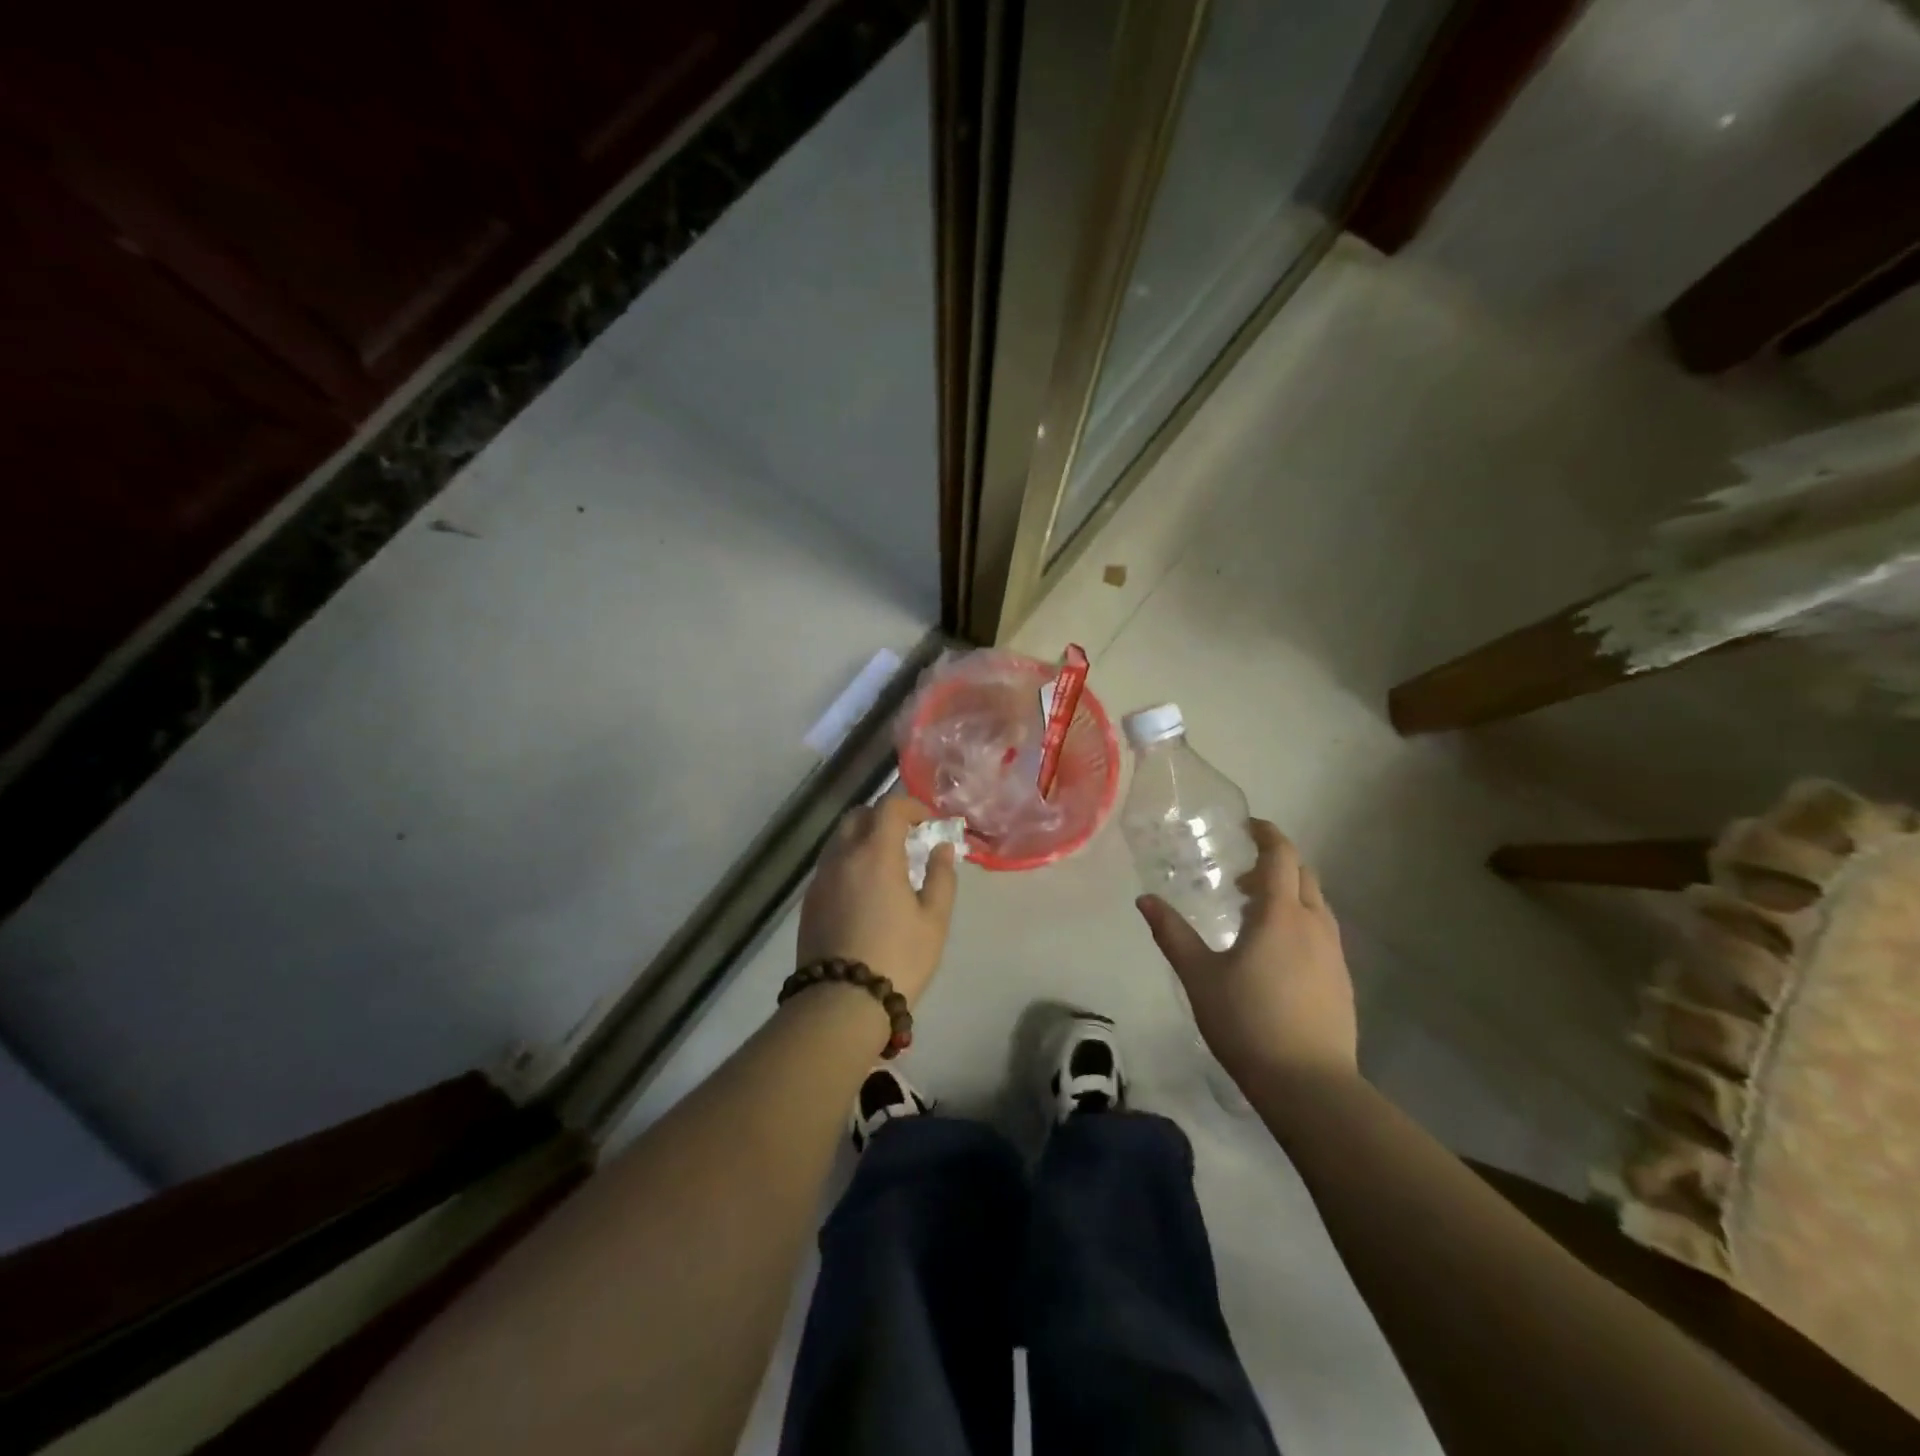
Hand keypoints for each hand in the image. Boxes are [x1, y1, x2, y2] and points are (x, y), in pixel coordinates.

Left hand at [797, 796, 958, 1005]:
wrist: (841, 1003)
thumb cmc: (898, 958)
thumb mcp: (934, 920)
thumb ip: (941, 876)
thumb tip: (941, 848)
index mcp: (875, 854)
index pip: (889, 807)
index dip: (912, 806)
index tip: (929, 824)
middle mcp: (842, 857)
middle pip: (858, 816)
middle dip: (884, 817)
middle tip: (907, 839)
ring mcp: (820, 879)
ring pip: (840, 840)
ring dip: (864, 839)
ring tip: (887, 866)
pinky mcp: (809, 902)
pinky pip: (830, 865)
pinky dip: (849, 862)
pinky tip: (865, 891)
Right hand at [1137, 819, 1356, 1082]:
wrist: (1309, 1084)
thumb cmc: (1248, 1022)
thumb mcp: (1199, 976)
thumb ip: (1172, 934)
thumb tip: (1144, 900)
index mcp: (1281, 914)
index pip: (1282, 855)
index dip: (1267, 834)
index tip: (1246, 826)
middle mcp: (1315, 924)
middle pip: (1304, 874)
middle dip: (1276, 863)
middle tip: (1241, 874)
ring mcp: (1334, 953)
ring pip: (1316, 904)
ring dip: (1289, 893)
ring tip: (1255, 912)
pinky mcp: (1342, 979)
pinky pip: (1323, 931)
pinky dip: (1300, 920)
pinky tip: (1277, 951)